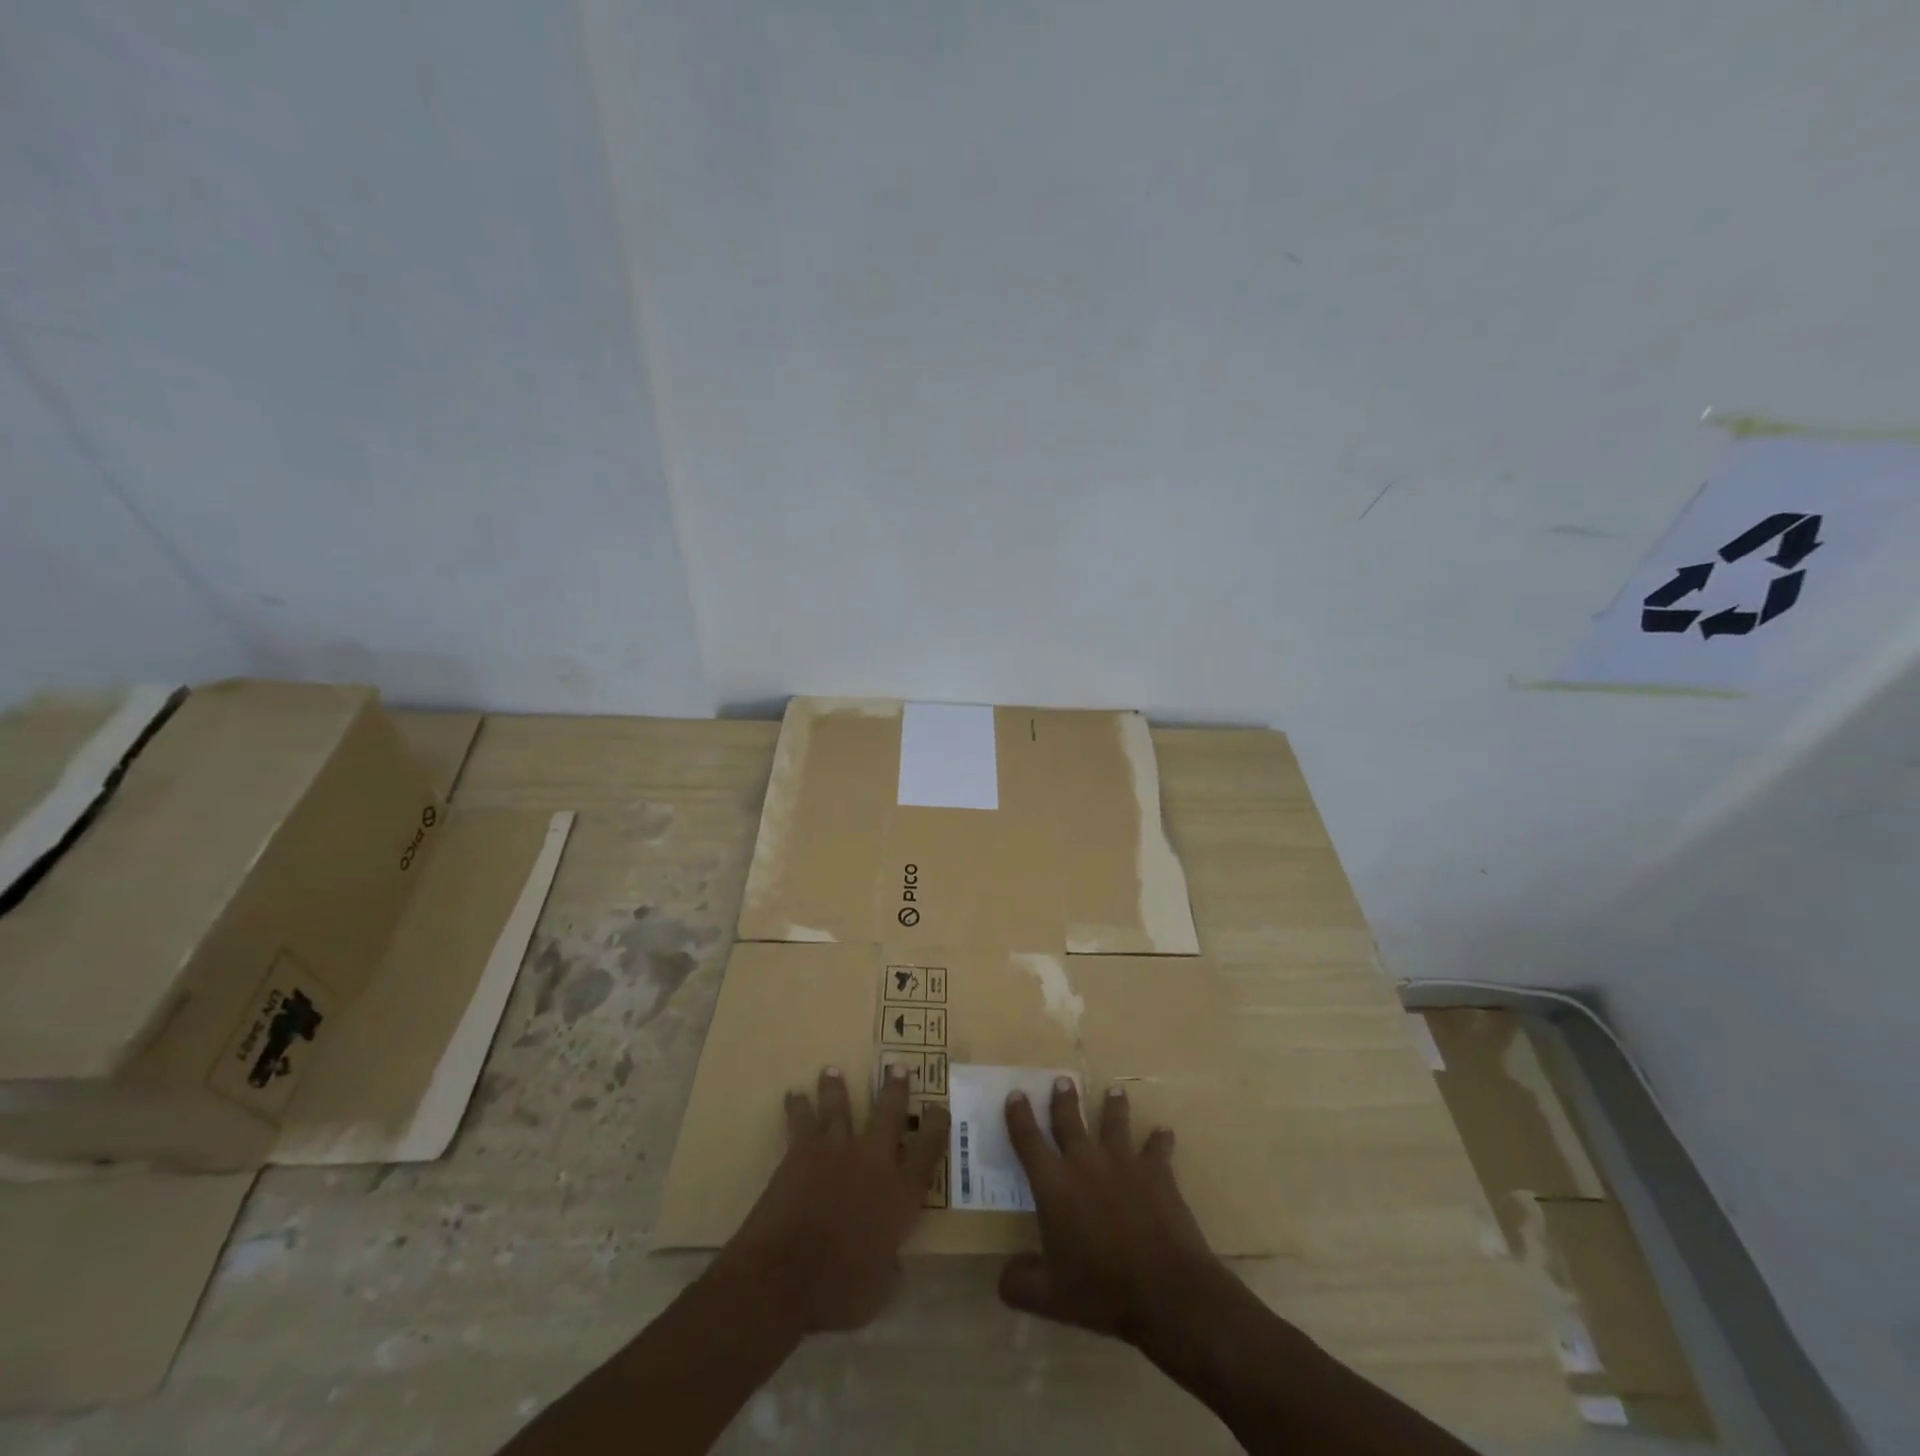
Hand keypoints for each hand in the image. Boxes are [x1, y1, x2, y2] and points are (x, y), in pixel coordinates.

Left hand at [718, 1065, 949, 1335]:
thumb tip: (892, 1259)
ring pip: (841, 1107)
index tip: (940, 1107)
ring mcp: (837, 1150)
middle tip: (898, 1067)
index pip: (928, 1150)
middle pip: (890, 1114)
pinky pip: (801, 1120)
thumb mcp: (877, 1290)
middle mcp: (873, 1162)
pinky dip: (797, 1106)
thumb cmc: (837, 1292)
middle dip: (896, 1089)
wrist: (784, 1277)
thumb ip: (889, 1266)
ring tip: (833, 1070)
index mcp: (900, 1194)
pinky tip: (793, 1095)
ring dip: (837, 1087)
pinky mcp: (802, 1151)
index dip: (937, 1126)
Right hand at [999, 1078, 1232, 1352]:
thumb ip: (1021, 1284)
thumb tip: (1003, 1277)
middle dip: (1063, 1100)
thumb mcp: (1051, 1299)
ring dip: (1113, 1106)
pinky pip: (1158, 1148)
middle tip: (1062, 1080)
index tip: (1016, 1094)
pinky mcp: (1157, 1173)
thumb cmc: (1102, 1290)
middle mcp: (1085, 1163)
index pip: (1028, 1140)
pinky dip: (1160, 1140)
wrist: (1166, 1289)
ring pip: (1114, 1123)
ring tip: (1115, 1090)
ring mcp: (1123, 1163)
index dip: (1019, 1116)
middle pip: (1069, 1121)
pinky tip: (1165, 1132)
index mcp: (1053, 1185)